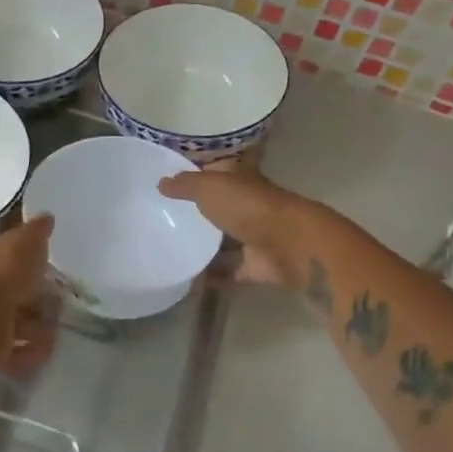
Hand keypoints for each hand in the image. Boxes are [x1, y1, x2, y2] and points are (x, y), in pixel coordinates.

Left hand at [0, 214, 55, 368]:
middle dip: (36, 299)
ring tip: (55, 330)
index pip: (9, 256)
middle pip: (14, 292)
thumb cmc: (3, 273)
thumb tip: (46, 216)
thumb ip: (37, 232)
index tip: (49, 266)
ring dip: (36, 328)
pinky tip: (44, 350)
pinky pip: (14, 351)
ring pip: (15, 323)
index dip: (28, 260)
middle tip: (60, 303)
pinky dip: (29, 352)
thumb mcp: (26, 243)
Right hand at [158, 163, 316, 288]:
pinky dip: (213, 276)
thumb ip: (184, 185)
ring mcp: (254, 236)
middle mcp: (248, 205)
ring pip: (224, 240)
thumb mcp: (209, 187)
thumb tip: (161, 182)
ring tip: (170, 251)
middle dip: (196, 213)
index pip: (215, 171)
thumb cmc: (248, 206)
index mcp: (240, 179)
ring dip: (204, 246)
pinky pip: (230, 271)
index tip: (167, 183)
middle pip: (218, 208)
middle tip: (162, 219)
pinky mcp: (257, 265)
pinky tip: (187, 280)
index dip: (194, 174)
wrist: (291, 245)